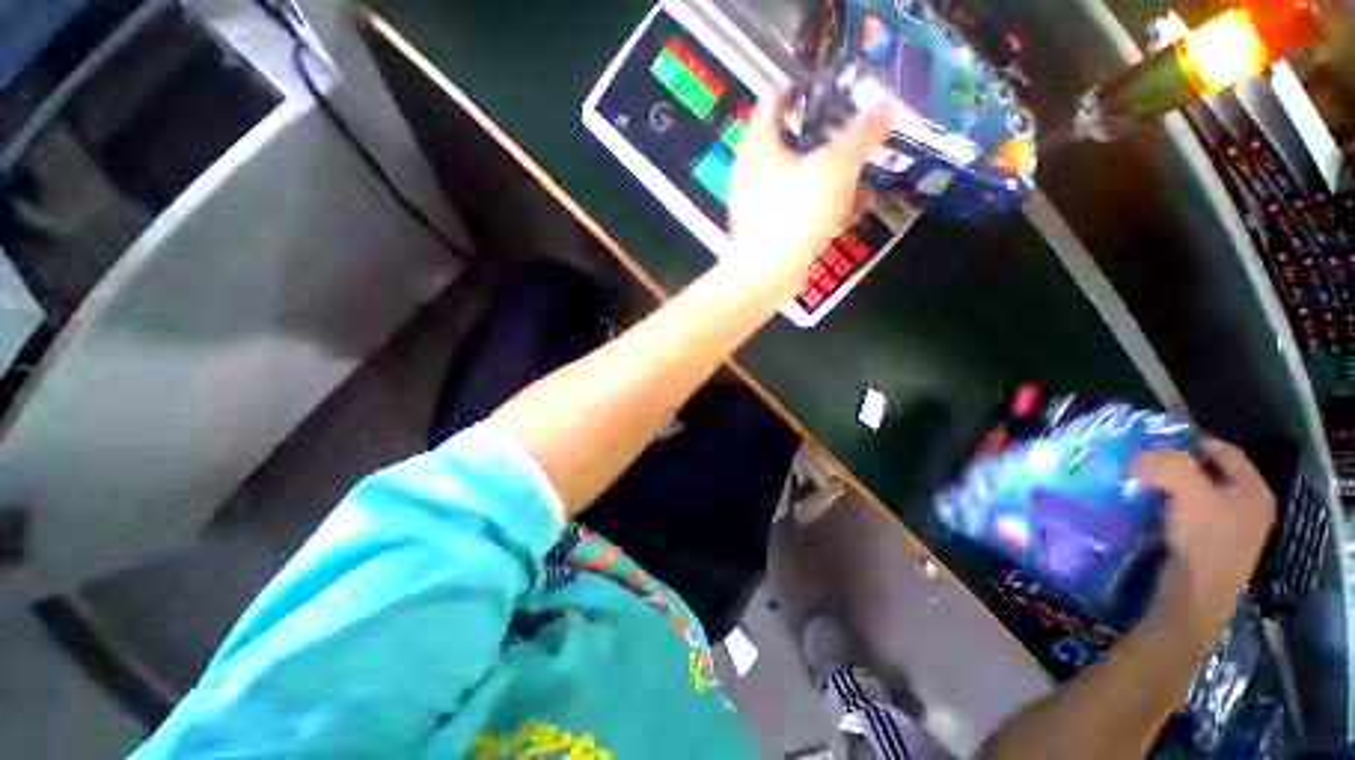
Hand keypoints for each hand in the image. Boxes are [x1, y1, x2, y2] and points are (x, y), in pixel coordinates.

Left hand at [727, 91, 892, 299]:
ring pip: (796, 176)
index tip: (827, 83)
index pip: (774, 99)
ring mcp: (758, 203)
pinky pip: (797, 206)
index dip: (800, 86)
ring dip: (828, 173)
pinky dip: (821, 203)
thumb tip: (886, 105)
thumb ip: (862, 134)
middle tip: (853, 128)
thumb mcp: (836, 166)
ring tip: (861, 171)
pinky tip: (849, 209)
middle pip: (789, 139)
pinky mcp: (768, 229)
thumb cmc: (796, 213)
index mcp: (759, 145)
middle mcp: (751, 171)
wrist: (768, 274)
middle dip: (824, 134)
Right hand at [1133, 439, 1276, 632]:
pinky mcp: (1210, 546)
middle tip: (1145, 462)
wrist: (1195, 598)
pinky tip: (1150, 509)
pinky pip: (1190, 513)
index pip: (1224, 450)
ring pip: (1198, 494)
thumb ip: (1169, 464)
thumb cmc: (1203, 542)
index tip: (1156, 440)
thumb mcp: (1189, 494)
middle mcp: (1248, 507)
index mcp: (1254, 491)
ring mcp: (1230, 529)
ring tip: (1142, 484)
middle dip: (1178, 464)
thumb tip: (1140, 454)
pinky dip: (1170, 506)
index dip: (1192, 440)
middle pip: (1210, 472)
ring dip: (1171, 486)